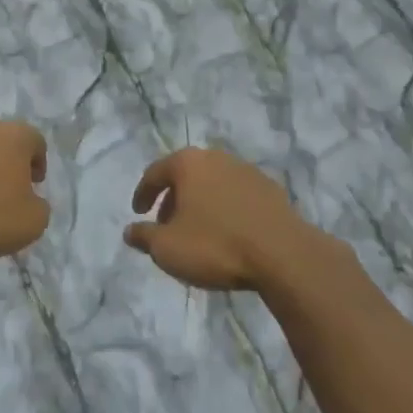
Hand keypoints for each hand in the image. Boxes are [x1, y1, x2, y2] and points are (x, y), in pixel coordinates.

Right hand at [124, 148, 307, 290]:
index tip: (138, 214)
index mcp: (188, 163)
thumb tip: (130, 231)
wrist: (283, 254)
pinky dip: (225, 209)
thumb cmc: (215, 246)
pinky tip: (227, 233)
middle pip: (185, 175)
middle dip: (172, 199)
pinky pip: (236, 195)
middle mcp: (216, 158)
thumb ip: (144, 237)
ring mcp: (246, 171)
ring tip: (197, 232)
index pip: (154, 173)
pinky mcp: (270, 189)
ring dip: (199, 203)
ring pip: (212, 184)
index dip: (142, 194)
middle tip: (166, 225)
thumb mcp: (167, 248)